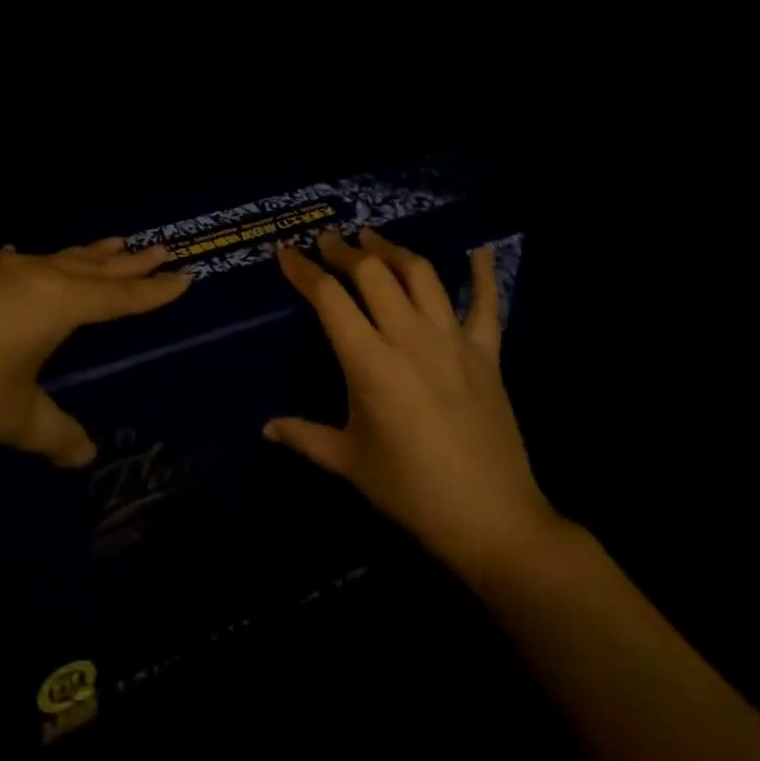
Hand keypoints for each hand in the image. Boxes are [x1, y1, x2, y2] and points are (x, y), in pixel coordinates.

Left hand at [0, 238, 188, 466]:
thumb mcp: (14, 417)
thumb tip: (84, 456)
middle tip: (161, 248)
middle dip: (130, 262)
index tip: (185, 275)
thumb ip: (54, 434)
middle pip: (96, 266)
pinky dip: (39, 260)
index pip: (119, 296)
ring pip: (61, 257)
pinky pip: (22, 262)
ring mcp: (3, 272)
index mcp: (59, 303)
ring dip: (91, 253)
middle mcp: (38, 277)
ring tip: (116, 242)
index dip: (153, 290)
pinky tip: (24, 255)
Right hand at [266, 227, 566, 576]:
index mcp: (370, 363)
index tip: (286, 252)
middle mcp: (409, 338)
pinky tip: (480, 250)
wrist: (492, 521)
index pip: (329, 298)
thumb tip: (267, 428)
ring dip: (393, 250)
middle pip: (373, 273)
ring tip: (373, 239)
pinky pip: (487, 304)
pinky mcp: (486, 353)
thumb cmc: (412, 492)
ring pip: (420, 275)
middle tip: (328, 240)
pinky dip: (483, 274)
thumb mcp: (350, 462)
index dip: (304, 270)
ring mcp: (451, 340)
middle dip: (345, 250)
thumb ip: (305, 437)